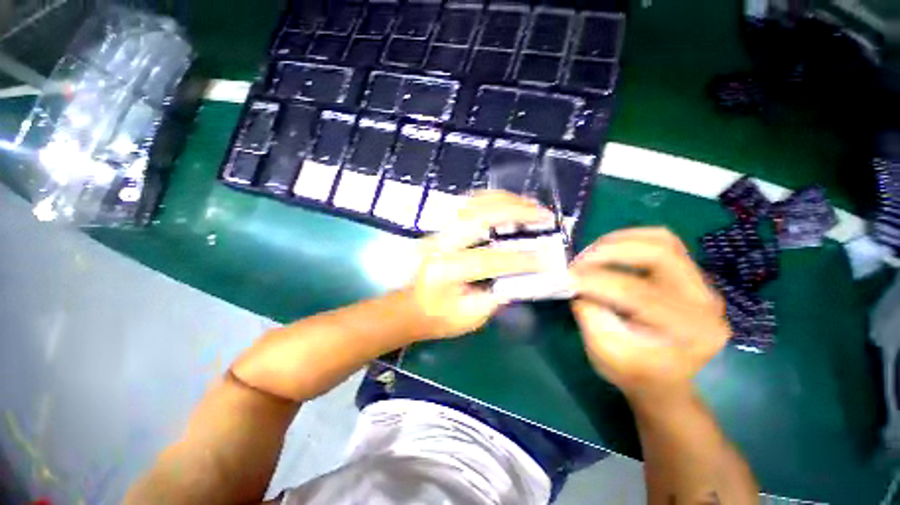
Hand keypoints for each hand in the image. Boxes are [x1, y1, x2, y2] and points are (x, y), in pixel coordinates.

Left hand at [410, 191, 554, 338]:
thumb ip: (497, 296)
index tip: (544, 260)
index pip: (487, 260)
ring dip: (505, 200)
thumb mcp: (471, 317)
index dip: (519, 260)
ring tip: (530, 204)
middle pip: (478, 217)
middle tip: (543, 214)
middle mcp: (439, 245)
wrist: (411, 307)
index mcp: (445, 272)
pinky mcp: (441, 227)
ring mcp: (438, 232)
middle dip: (515, 212)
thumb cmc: (438, 318)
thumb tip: (523, 275)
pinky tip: (508, 203)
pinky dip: (490, 199)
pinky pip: (467, 205)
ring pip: (472, 204)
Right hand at [569, 228, 728, 401]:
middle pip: (659, 253)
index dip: (596, 281)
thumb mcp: (604, 354)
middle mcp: (706, 302)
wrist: (663, 381)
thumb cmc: (633, 373)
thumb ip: (590, 315)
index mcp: (689, 332)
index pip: (639, 293)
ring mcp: (702, 285)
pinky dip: (631, 240)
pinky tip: (609, 251)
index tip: (566, 277)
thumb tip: (577, 283)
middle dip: (609, 252)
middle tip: (578, 262)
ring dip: (619, 241)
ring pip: (662, 240)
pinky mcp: (690, 276)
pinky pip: (663, 243)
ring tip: (591, 253)